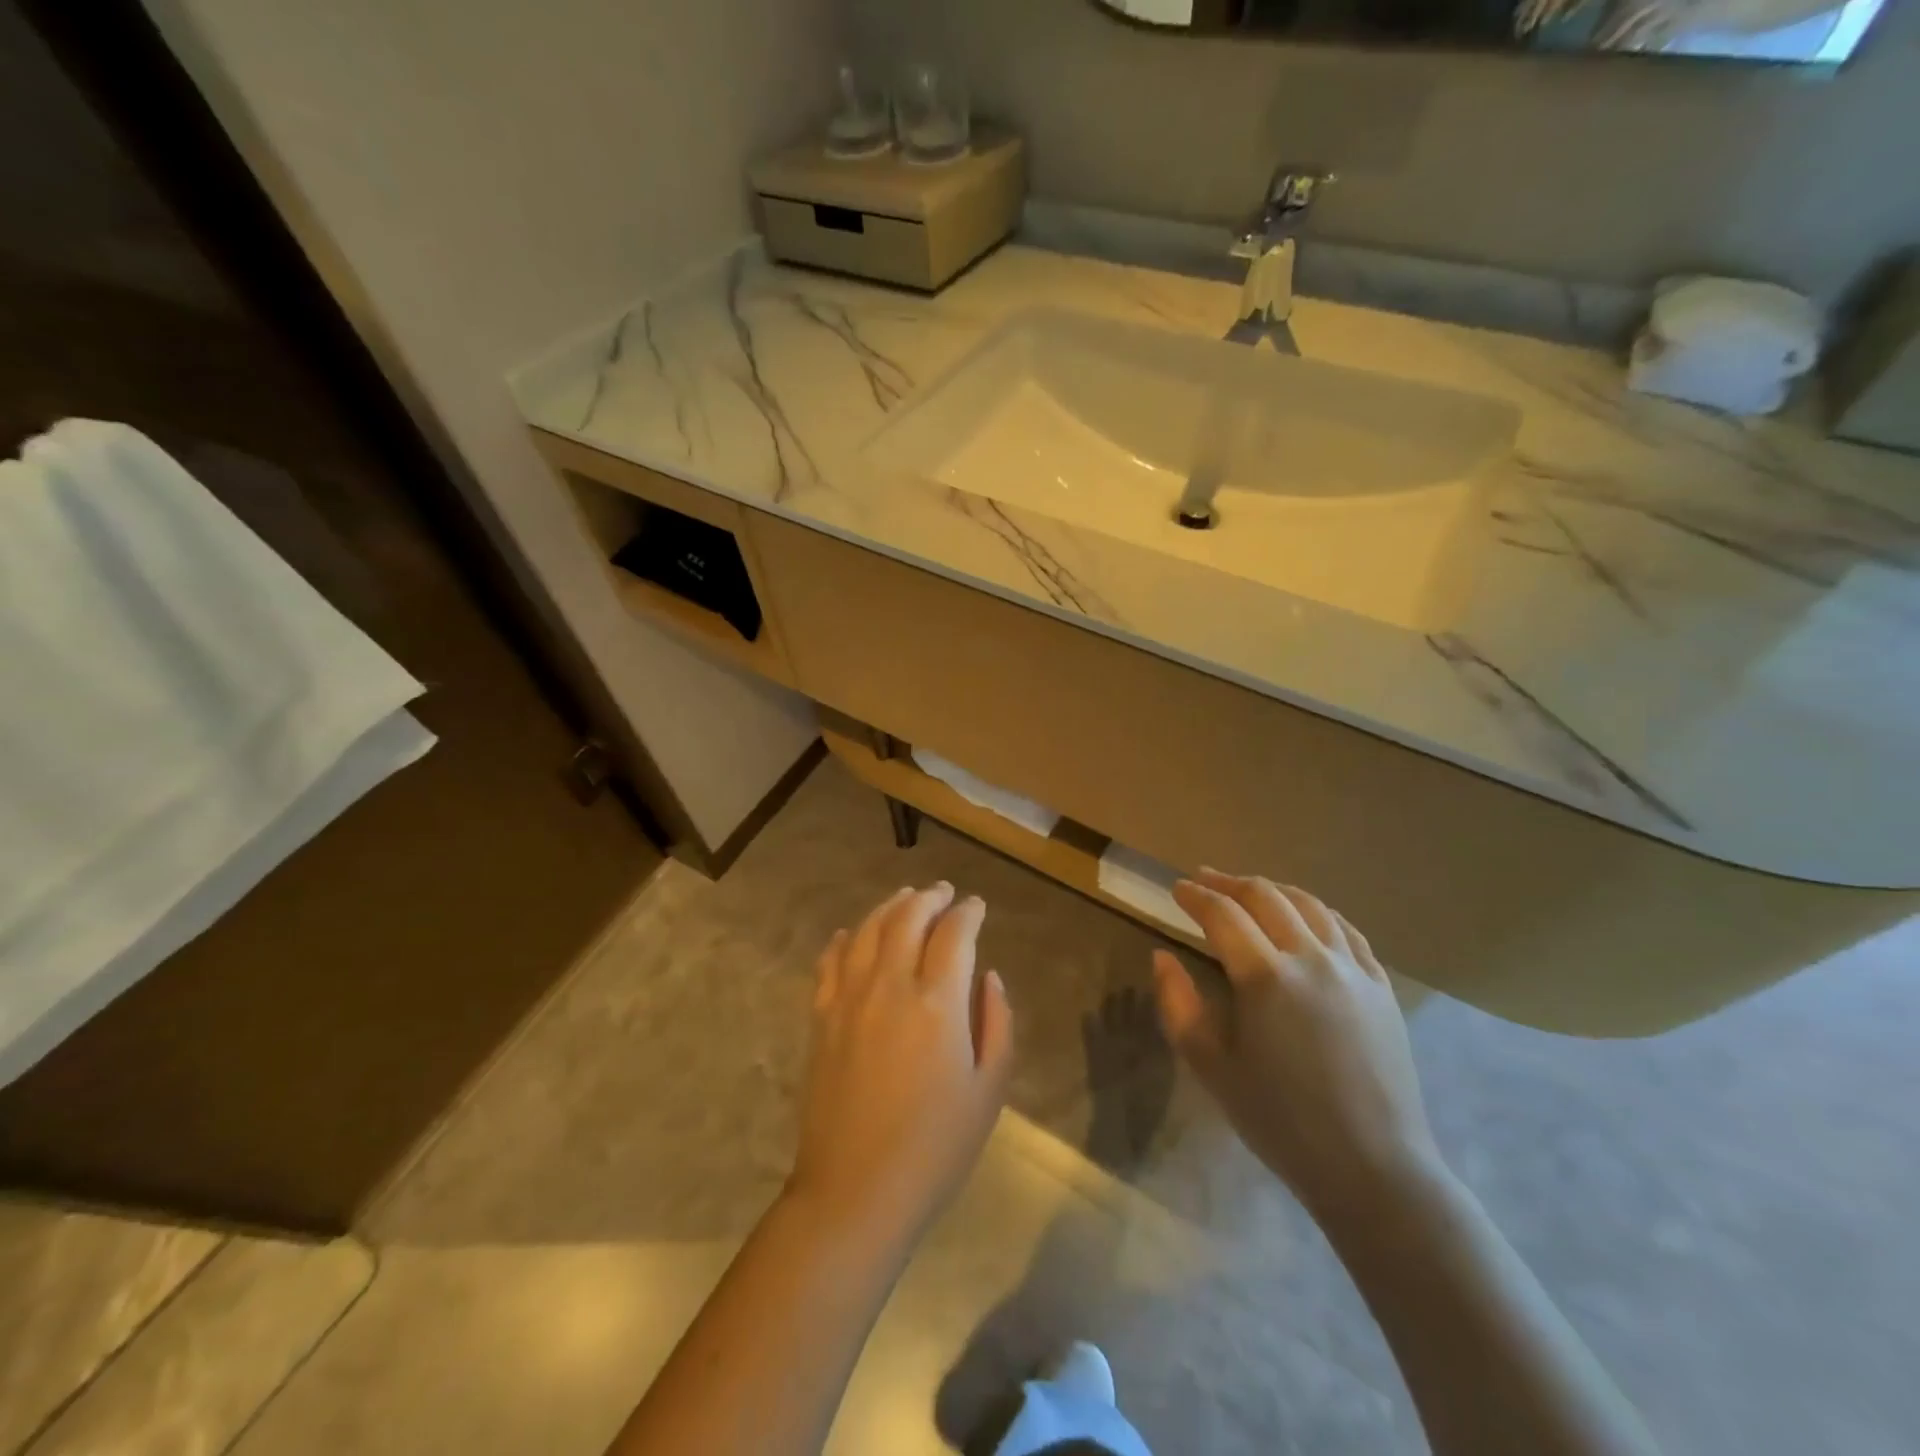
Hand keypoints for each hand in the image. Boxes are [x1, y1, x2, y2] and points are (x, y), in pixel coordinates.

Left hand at [788, 883, 1013, 1243]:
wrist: (856, 1191)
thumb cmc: (935, 1147)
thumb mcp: (989, 1091)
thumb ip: (996, 1024)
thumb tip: (989, 977)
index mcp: (938, 1002)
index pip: (954, 934)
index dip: (968, 912)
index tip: (977, 905)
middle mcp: (890, 985)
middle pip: (908, 918)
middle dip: (930, 898)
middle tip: (943, 891)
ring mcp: (849, 998)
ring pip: (868, 930)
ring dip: (890, 906)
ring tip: (905, 897)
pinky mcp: (822, 1017)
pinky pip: (831, 961)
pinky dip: (846, 939)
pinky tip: (854, 934)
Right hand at [1152, 869, 1441, 1219]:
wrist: (1372, 1167)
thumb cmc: (1280, 1120)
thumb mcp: (1210, 1066)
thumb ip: (1178, 1004)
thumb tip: (1162, 957)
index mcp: (1265, 977)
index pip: (1222, 915)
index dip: (1195, 896)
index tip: (1175, 888)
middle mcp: (1311, 958)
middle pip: (1266, 897)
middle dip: (1229, 883)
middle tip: (1204, 880)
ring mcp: (1353, 969)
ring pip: (1310, 905)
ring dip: (1273, 890)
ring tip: (1250, 890)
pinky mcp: (1381, 987)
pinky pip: (1347, 931)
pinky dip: (1318, 912)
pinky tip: (1307, 917)